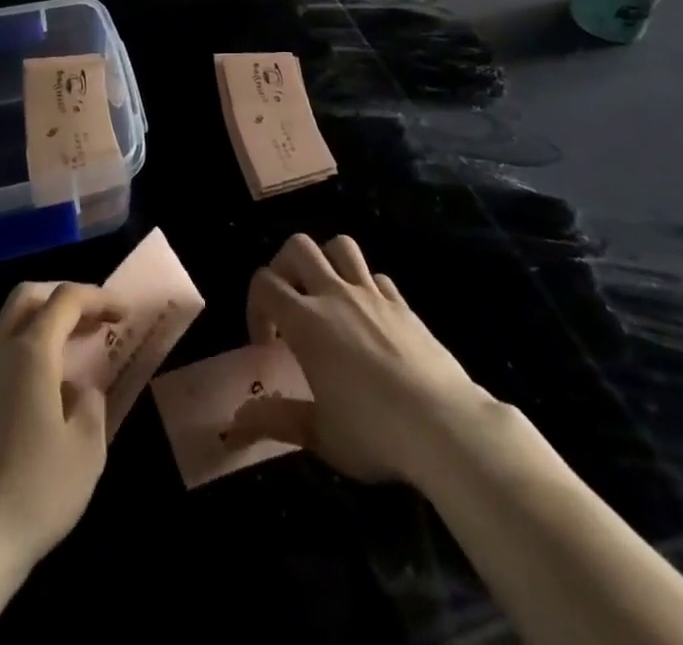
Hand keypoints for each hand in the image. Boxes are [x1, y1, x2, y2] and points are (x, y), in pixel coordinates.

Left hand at [0, 281, 119, 589]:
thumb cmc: (33, 492)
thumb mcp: (86, 450)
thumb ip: (91, 405)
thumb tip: (79, 390)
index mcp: (30, 351)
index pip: (66, 299)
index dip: (98, 298)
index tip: (124, 314)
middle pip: (27, 298)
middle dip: (63, 300)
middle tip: (93, 323)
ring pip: (7, 329)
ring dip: (42, 330)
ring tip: (71, 363)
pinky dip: (23, 359)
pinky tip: (40, 400)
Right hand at [228, 233, 499, 484]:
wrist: (445, 425)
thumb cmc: (375, 433)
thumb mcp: (320, 435)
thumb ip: (276, 420)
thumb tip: (238, 420)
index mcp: (307, 322)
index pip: (265, 283)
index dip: (256, 307)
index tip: (267, 344)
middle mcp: (335, 295)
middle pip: (298, 246)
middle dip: (284, 267)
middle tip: (289, 305)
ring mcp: (372, 294)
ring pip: (340, 246)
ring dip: (326, 261)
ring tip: (326, 298)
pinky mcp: (402, 303)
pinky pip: (376, 276)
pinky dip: (365, 286)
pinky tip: (368, 319)